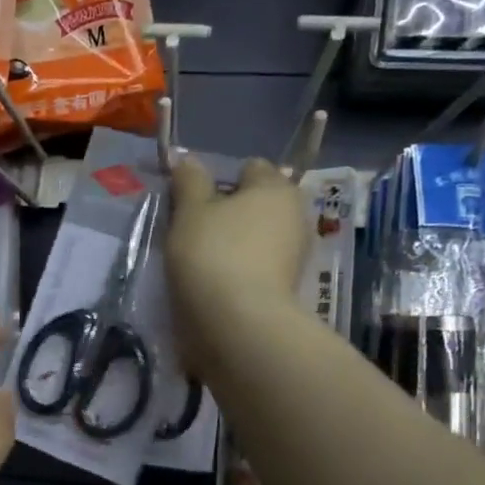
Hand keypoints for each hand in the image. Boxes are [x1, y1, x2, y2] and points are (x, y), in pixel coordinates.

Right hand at [166, 157, 307, 379]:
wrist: (238, 324)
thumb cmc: (212, 254)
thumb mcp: (190, 211)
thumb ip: (189, 181)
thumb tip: (188, 160)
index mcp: (275, 187)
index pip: (249, 168)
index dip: (219, 181)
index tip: (194, 205)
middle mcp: (295, 214)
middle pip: (256, 204)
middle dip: (230, 214)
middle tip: (195, 234)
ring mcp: (296, 254)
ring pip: (258, 237)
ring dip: (235, 244)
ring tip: (203, 264)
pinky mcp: (288, 288)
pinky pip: (259, 267)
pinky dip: (241, 271)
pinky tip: (218, 285)